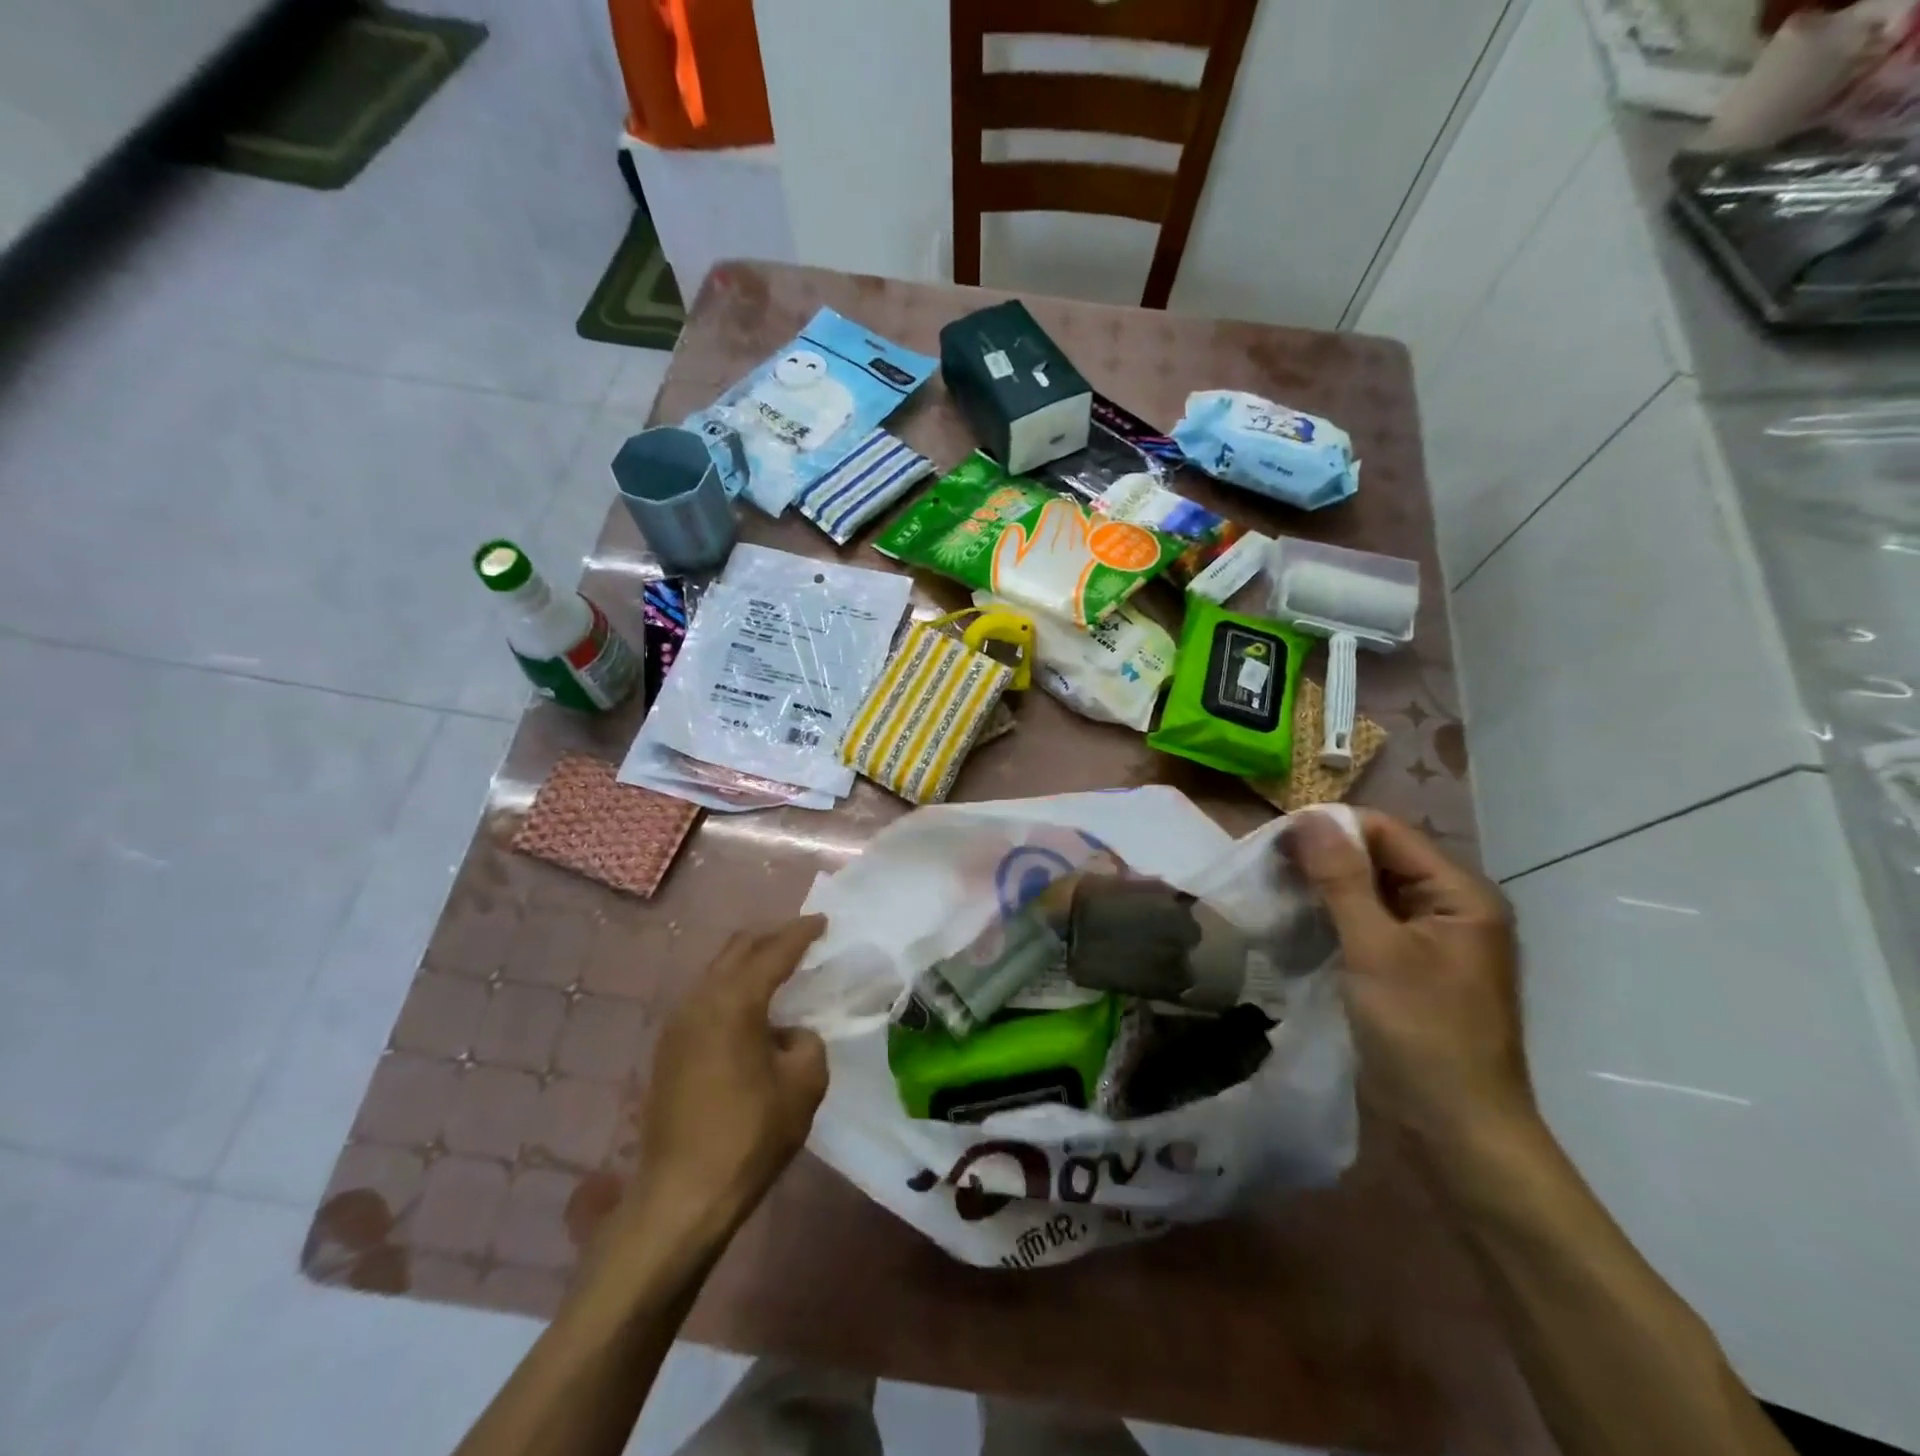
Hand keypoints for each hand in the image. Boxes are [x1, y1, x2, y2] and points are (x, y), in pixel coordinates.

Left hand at [631, 917, 829, 1234]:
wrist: (682, 1194)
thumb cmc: (750, 1134)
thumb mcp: (804, 1083)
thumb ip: (806, 1041)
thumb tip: (788, 1035)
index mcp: (734, 1001)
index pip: (774, 951)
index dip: (802, 932)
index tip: (824, 921)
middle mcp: (700, 999)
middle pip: (738, 949)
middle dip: (772, 938)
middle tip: (803, 939)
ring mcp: (678, 1023)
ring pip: (717, 971)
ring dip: (748, 963)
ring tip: (779, 970)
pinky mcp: (668, 1048)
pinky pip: (706, 997)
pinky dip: (732, 988)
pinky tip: (750, 1009)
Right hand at [1288, 811, 1534, 1153]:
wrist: (1454, 1137)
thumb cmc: (1422, 1035)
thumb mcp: (1376, 949)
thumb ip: (1342, 879)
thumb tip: (1309, 816)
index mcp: (1460, 896)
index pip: (1388, 833)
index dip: (1332, 829)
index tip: (1273, 841)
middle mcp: (1448, 911)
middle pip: (1378, 861)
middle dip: (1322, 860)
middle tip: (1265, 868)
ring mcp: (1427, 945)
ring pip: (1366, 895)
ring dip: (1321, 891)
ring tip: (1271, 893)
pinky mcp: (1404, 974)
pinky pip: (1363, 928)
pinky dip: (1329, 921)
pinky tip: (1292, 925)